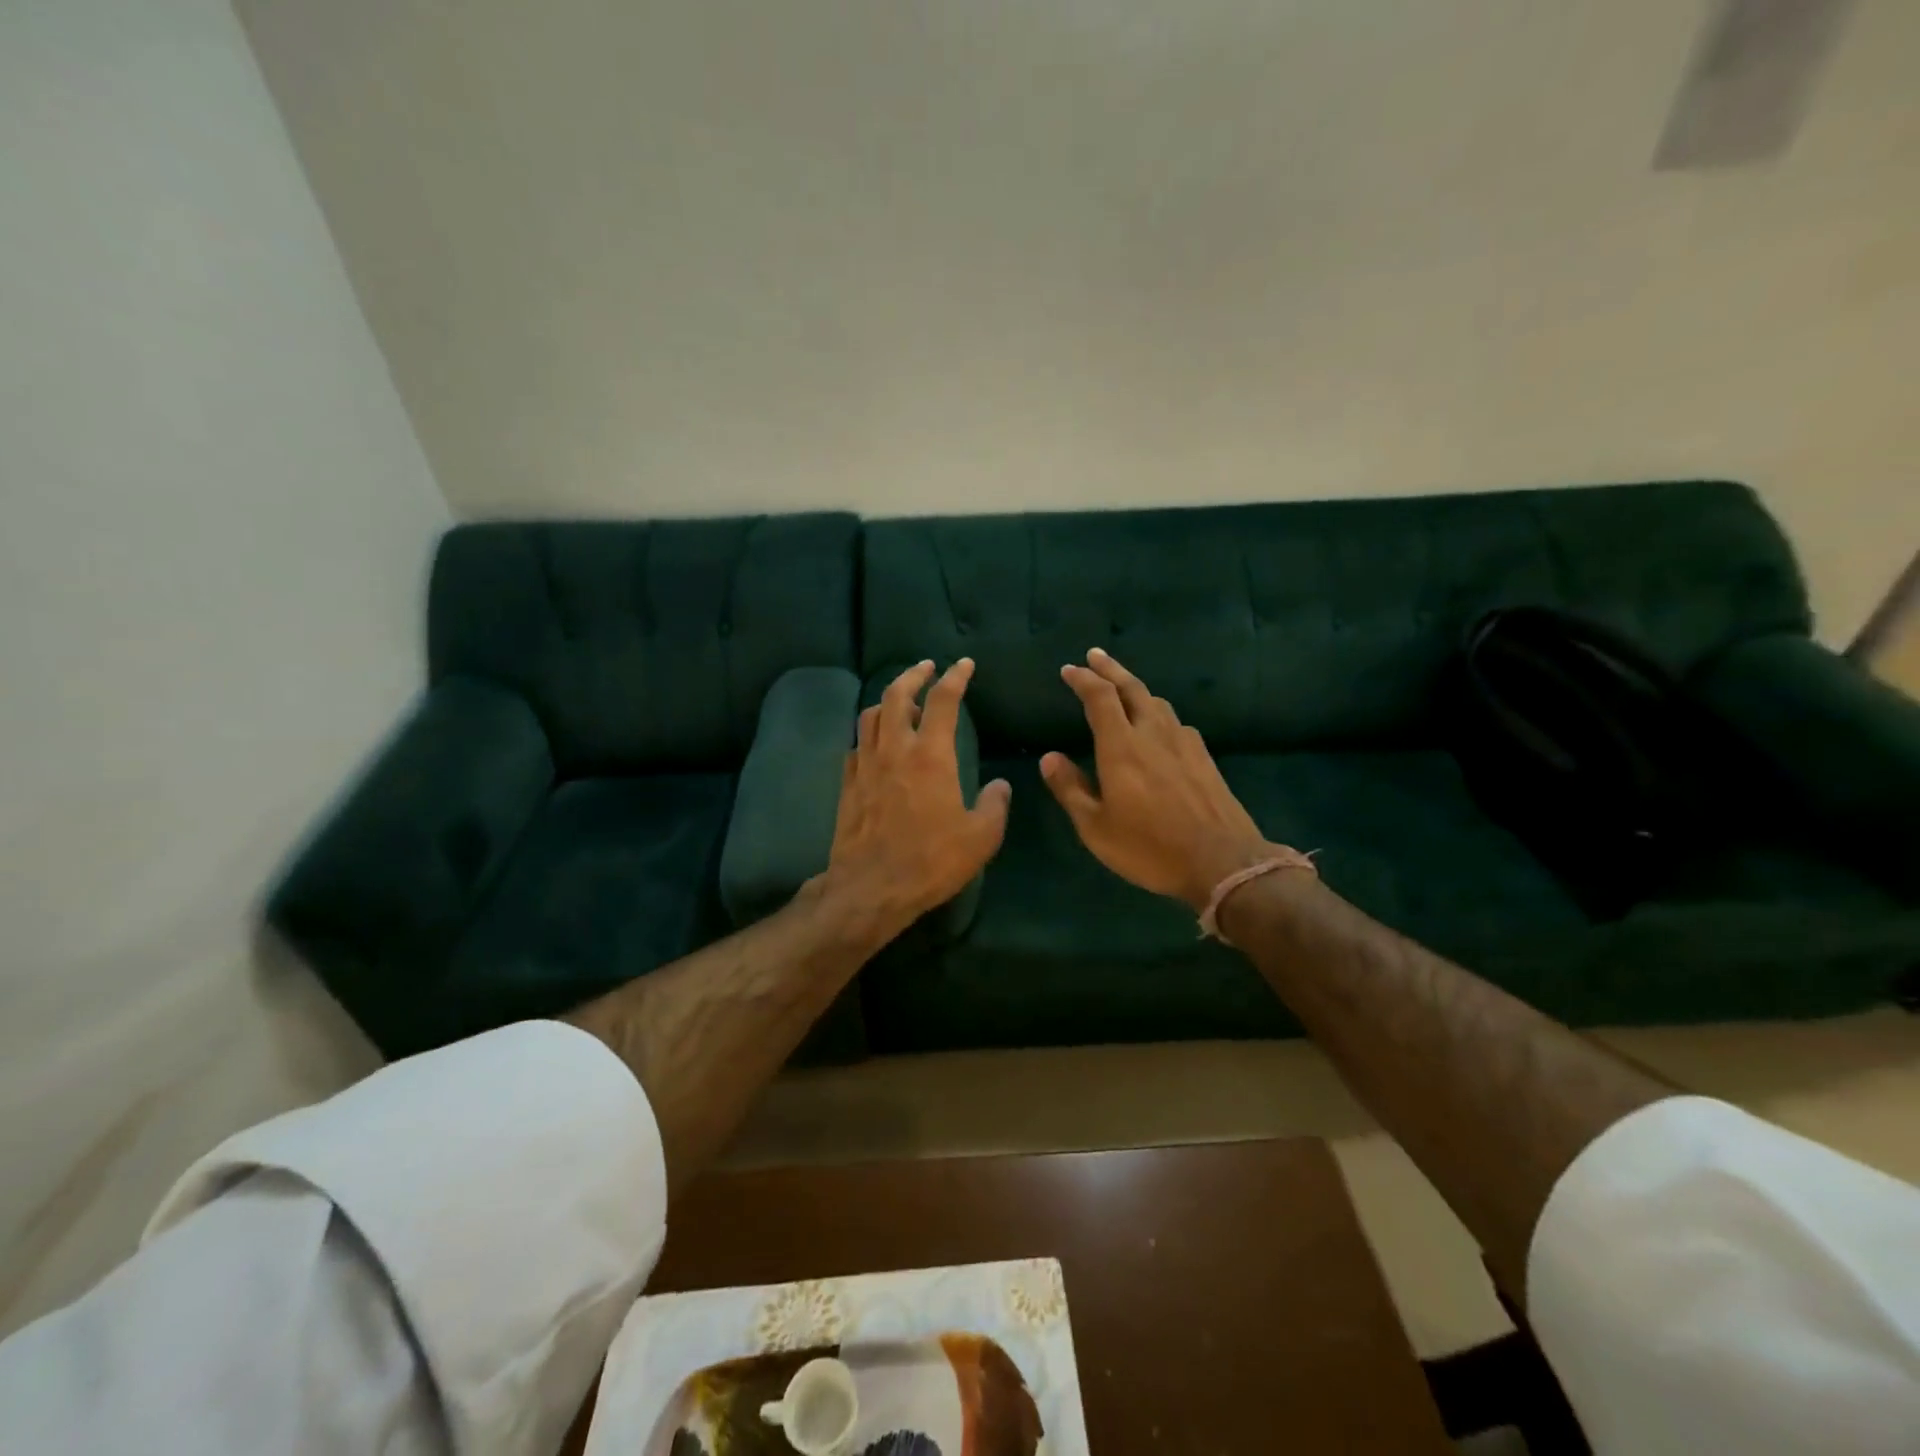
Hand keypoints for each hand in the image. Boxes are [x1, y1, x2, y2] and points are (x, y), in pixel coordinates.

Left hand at [819, 657, 1010, 938]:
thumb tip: (1001, 785)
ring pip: (871, 715)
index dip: (955, 677)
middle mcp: (895, 750)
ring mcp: (866, 765)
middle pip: (897, 694)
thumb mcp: (981, 837)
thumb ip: (995, 805)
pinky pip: (856, 745)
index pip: (944, 701)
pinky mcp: (848, 784)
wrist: (871, 889)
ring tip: (903, 703)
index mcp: (931, 756)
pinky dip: (870, 735)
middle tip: (926, 667)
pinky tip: (878, 745)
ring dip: (888, 701)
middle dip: (913, 674)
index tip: (964, 664)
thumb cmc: (931, 861)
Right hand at [1041, 648, 1275, 911]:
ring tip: (1123, 688)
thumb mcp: (1096, 828)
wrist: (1223, 862)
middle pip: (1132, 688)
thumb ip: (1071, 789)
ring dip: (1136, 688)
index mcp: (1122, 747)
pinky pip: (1176, 722)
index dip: (1084, 679)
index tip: (1069, 669)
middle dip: (1111, 669)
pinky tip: (1159, 726)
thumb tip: (1050, 757)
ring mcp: (1185, 743)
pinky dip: (1158, 712)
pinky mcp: (1205, 757)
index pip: (1100, 697)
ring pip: (1158, 702)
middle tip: (1095, 655)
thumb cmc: (1149, 847)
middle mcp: (1154, 733)